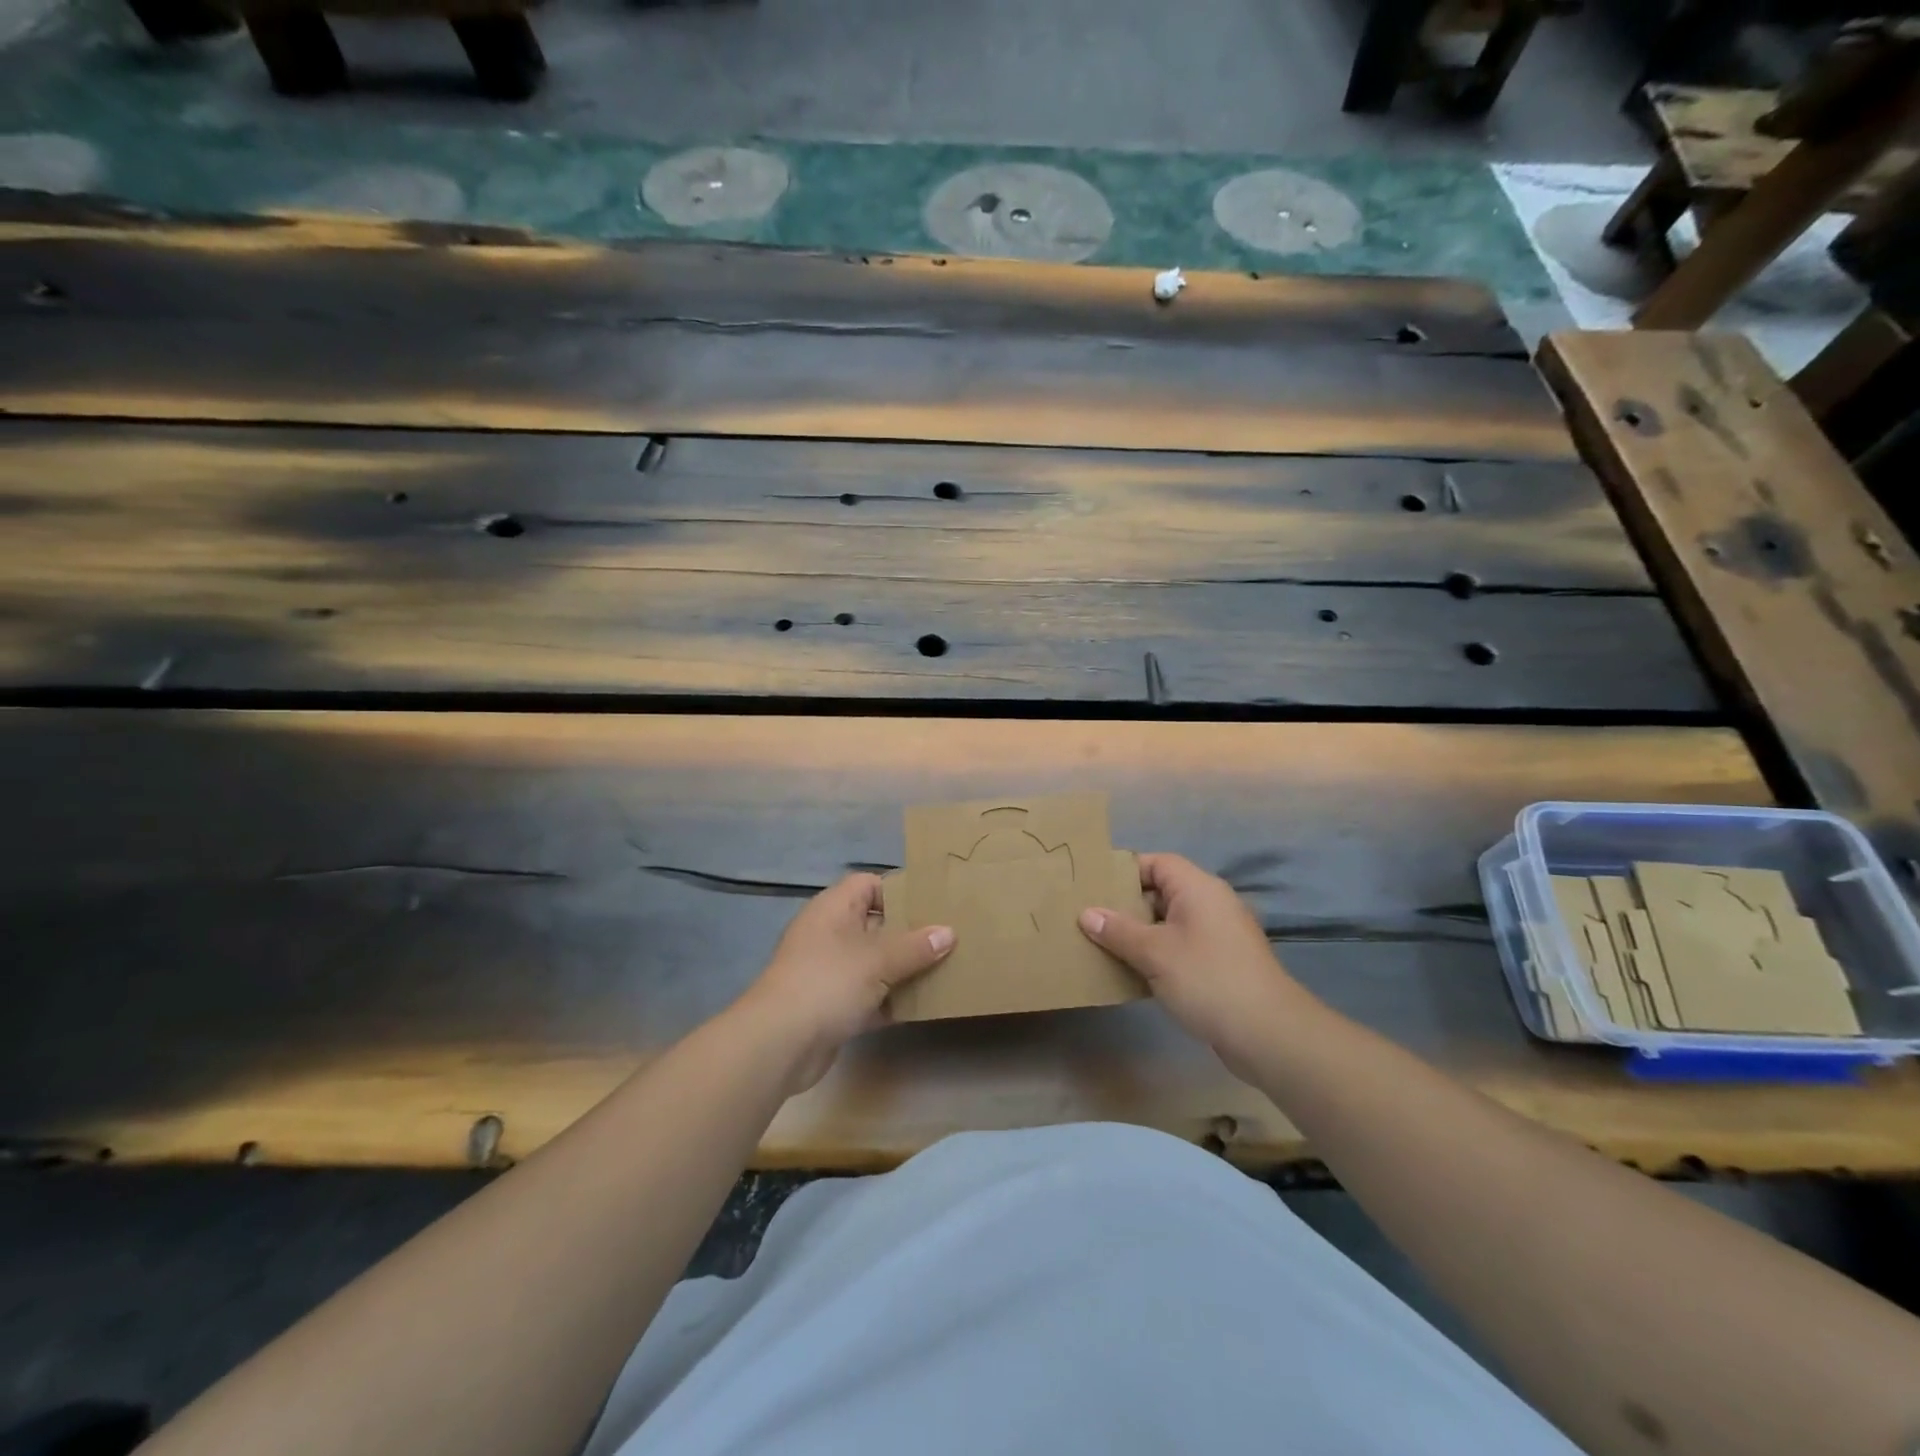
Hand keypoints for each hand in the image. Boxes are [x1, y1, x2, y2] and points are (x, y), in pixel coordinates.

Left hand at [736, 874, 954, 1092]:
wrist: (778, 1043)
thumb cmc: (828, 982)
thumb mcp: (878, 959)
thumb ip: (915, 946)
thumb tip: (949, 932)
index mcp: (834, 908)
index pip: (868, 884)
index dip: (899, 890)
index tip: (933, 903)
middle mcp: (829, 934)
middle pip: (875, 923)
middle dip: (909, 932)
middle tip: (948, 937)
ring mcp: (828, 971)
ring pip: (873, 962)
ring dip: (903, 969)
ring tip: (944, 969)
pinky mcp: (831, 1006)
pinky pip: (868, 995)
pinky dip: (890, 1000)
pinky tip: (921, 1006)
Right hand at [1078, 853, 1306, 1080]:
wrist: (1268, 1033)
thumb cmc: (1207, 979)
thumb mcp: (1154, 953)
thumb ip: (1118, 931)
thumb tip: (1087, 913)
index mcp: (1198, 888)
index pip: (1156, 863)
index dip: (1124, 872)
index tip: (1093, 888)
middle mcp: (1211, 903)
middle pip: (1161, 892)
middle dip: (1126, 906)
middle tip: (1090, 919)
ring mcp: (1219, 935)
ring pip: (1169, 923)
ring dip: (1140, 934)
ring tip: (1103, 946)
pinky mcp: (1222, 963)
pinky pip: (1181, 947)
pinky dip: (1158, 955)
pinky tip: (1133, 974)